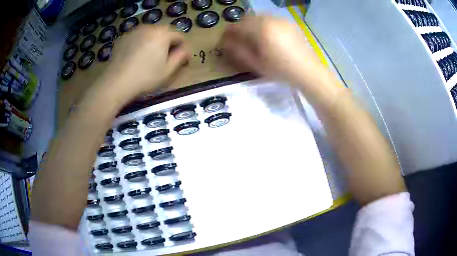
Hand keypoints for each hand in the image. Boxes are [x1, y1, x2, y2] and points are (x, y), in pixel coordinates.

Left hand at [97, 25, 189, 100]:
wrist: (117, 82)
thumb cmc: (145, 77)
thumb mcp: (168, 71)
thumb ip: (180, 57)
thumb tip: (186, 50)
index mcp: (163, 34)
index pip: (179, 36)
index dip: (182, 47)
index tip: (181, 59)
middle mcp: (150, 28)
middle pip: (164, 32)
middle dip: (168, 43)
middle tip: (165, 57)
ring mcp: (135, 31)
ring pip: (150, 33)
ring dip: (154, 41)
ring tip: (150, 56)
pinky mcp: (124, 37)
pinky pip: (138, 36)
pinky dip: (141, 42)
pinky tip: (137, 56)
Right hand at [221, 16, 322, 84]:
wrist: (308, 71)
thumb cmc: (281, 70)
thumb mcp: (257, 64)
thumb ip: (239, 51)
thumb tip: (226, 43)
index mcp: (261, 29)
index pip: (238, 26)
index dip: (229, 32)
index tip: (225, 39)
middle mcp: (271, 19)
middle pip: (249, 18)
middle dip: (241, 27)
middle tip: (239, 38)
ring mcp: (282, 20)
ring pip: (261, 17)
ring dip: (253, 24)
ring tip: (254, 37)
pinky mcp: (290, 24)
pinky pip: (272, 19)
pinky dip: (265, 24)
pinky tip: (269, 35)